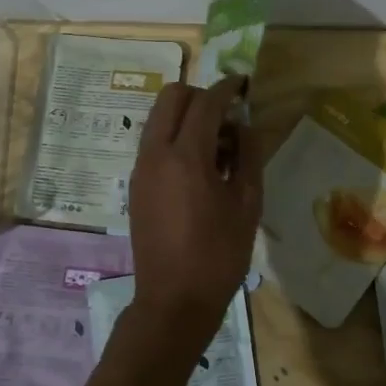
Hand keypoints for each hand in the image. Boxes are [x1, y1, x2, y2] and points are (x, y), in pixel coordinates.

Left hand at [124, 76, 263, 362]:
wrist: (174, 301)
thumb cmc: (219, 254)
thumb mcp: (248, 203)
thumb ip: (249, 155)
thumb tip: (245, 124)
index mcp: (186, 156)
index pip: (205, 102)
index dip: (227, 87)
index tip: (244, 84)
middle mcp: (156, 153)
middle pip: (172, 97)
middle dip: (201, 95)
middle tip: (228, 115)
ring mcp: (141, 168)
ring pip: (159, 118)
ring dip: (187, 116)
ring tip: (219, 145)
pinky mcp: (136, 184)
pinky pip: (154, 141)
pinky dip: (175, 136)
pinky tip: (201, 166)